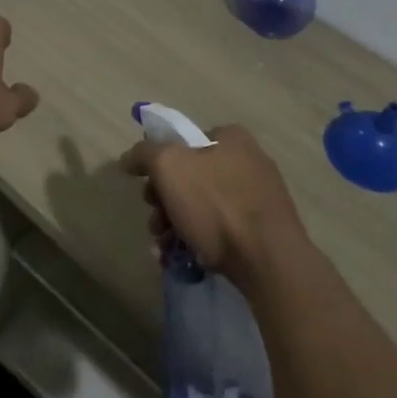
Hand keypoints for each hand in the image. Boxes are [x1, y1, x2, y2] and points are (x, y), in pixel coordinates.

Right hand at [123, 124, 306, 286]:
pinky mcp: (264, 231)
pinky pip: (222, 231)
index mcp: (231, 137)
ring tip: (164, 249)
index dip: (159, 165)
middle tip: (156, 224)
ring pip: (202, 207)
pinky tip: (181, 259)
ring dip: (175, 226)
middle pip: (190, 177)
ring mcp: (259, 197)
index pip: (184, 142)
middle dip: (164, 203)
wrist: (268, 260)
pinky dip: (198, 242)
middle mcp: (248, 160)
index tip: (148, 191)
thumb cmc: (216, 204)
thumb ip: (144, 154)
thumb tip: (128, 158)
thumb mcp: (168, 166)